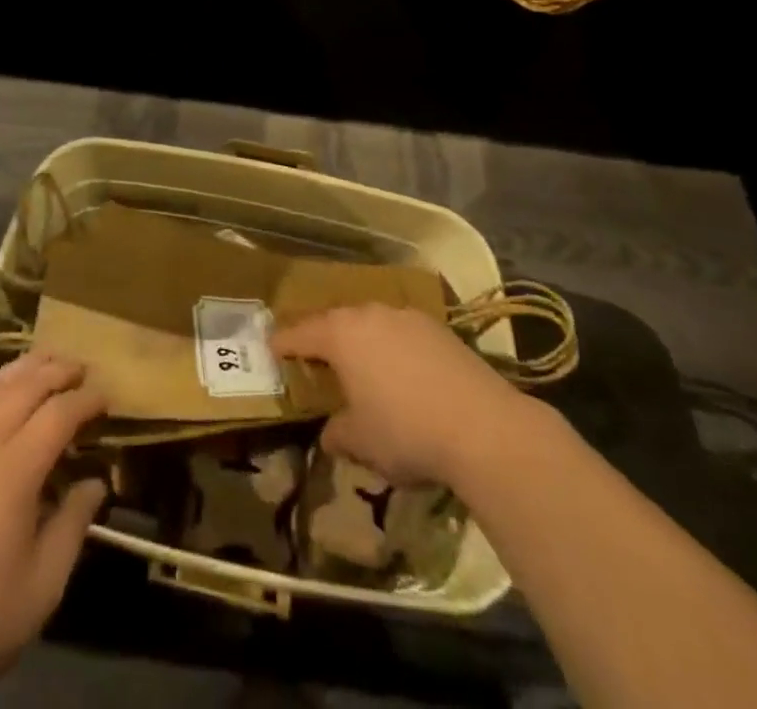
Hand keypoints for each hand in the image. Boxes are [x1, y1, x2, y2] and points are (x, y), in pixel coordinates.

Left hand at [0, 355, 106, 708]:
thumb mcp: (42, 586)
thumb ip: (74, 525)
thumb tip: (96, 482)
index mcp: (14, 470)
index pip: (59, 414)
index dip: (86, 400)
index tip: (107, 398)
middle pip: (26, 386)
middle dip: (58, 370)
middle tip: (84, 367)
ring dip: (25, 367)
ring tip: (48, 360)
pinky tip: (0, 390)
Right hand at [273, 306, 531, 487]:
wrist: (483, 427)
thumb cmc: (406, 431)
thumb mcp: (362, 442)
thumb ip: (338, 434)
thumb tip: (331, 434)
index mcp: (341, 335)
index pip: (301, 333)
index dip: (284, 342)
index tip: (272, 348)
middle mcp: (369, 315)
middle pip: (336, 321)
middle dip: (323, 337)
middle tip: (315, 355)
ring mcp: (407, 317)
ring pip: (371, 323)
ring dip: (361, 339)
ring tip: (361, 363)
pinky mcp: (439, 328)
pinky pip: (401, 332)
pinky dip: (393, 346)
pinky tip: (402, 371)